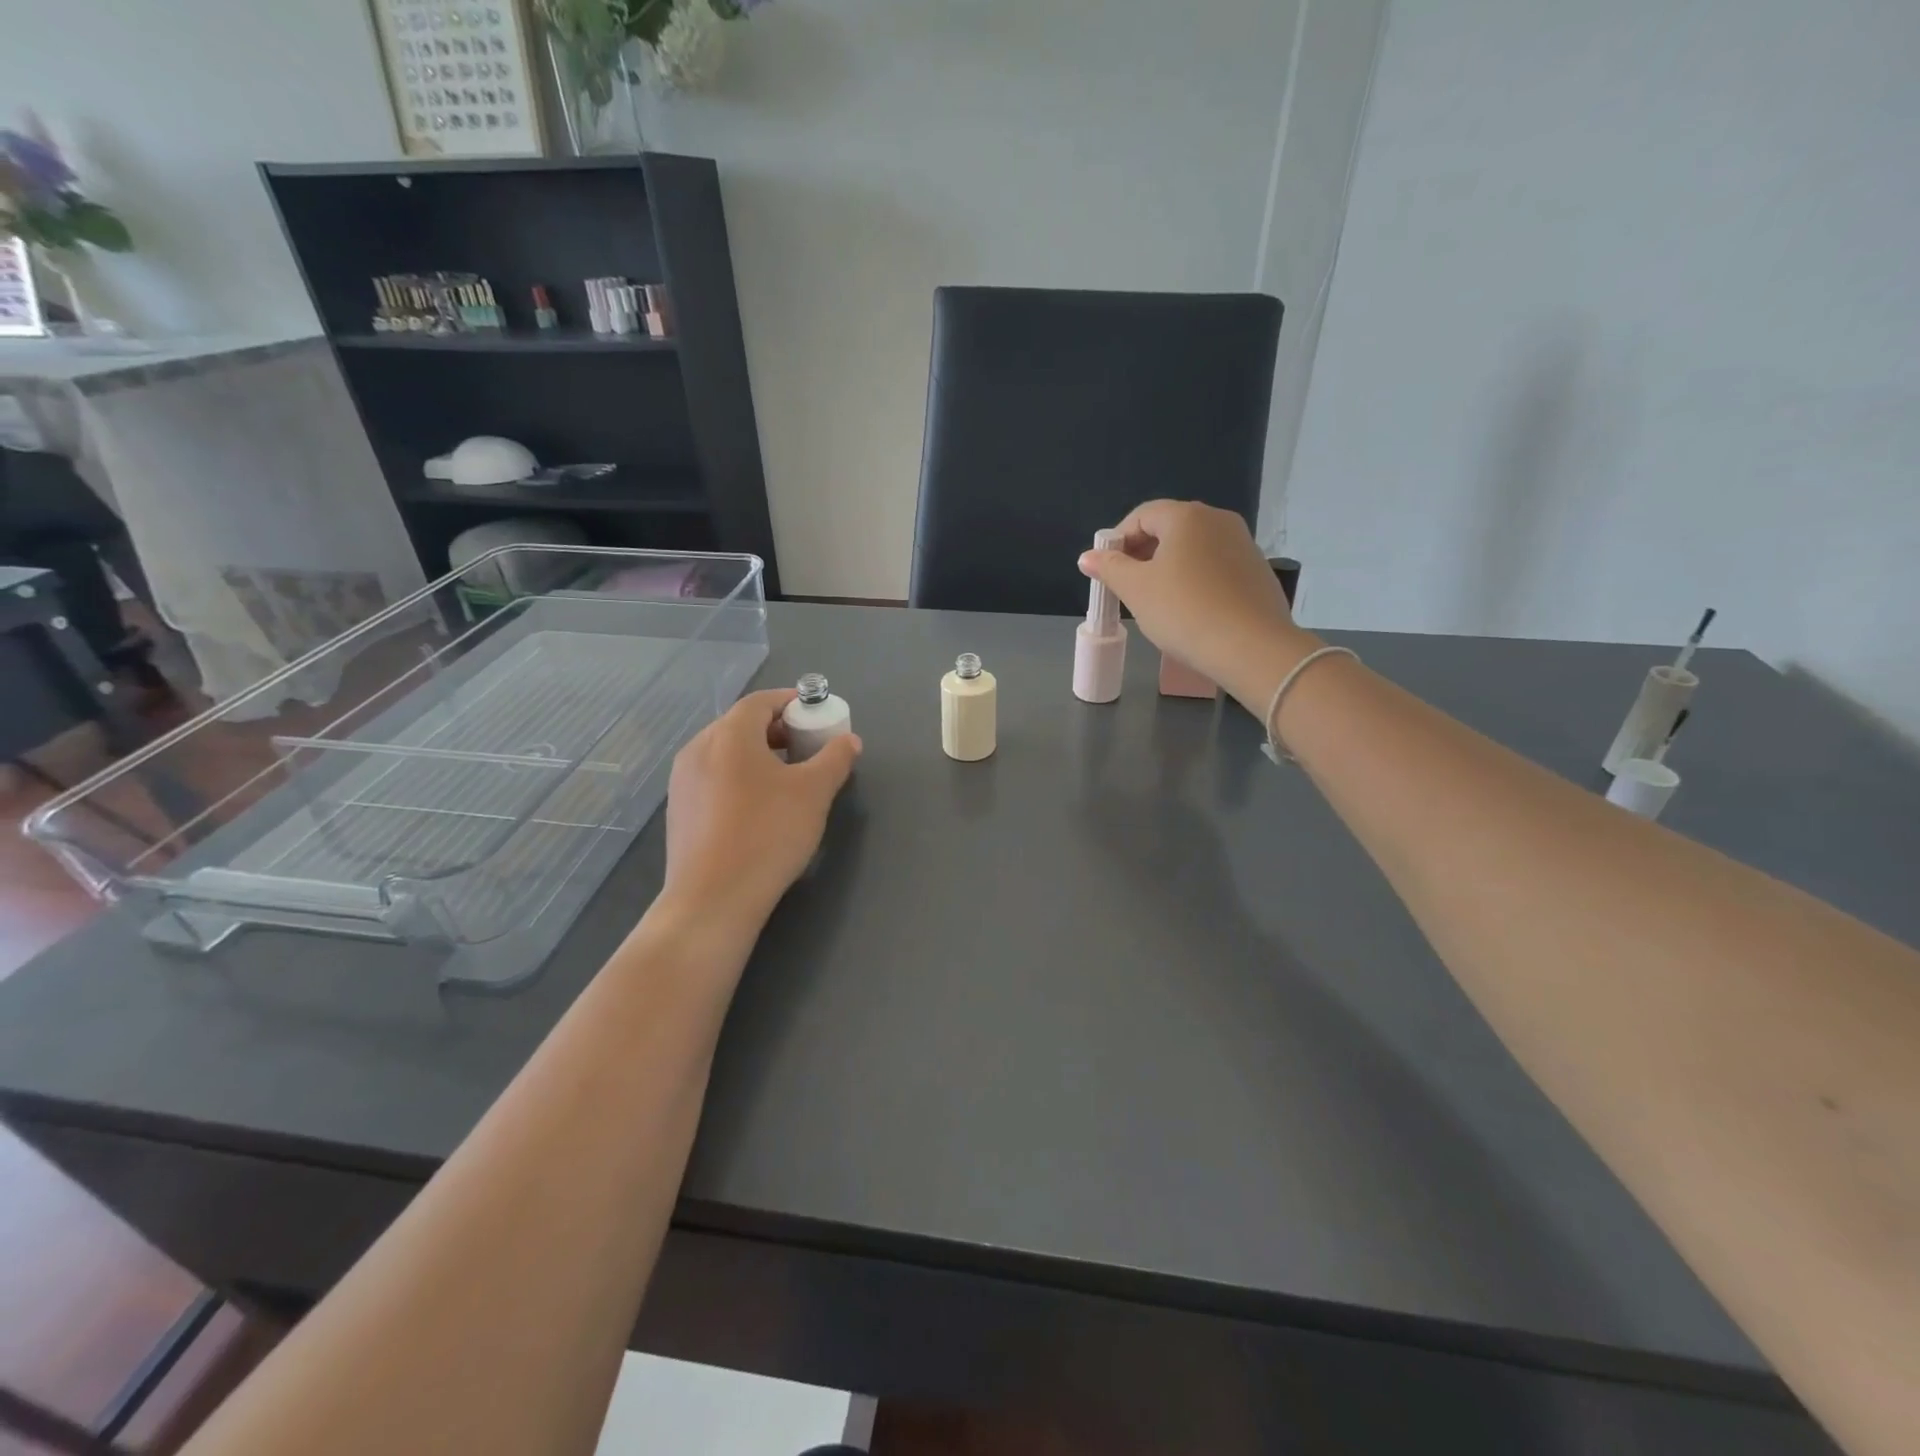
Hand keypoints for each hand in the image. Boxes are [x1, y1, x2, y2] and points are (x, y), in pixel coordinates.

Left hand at [660, 688, 861, 928]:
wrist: (713, 899)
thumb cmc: (768, 834)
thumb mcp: (814, 793)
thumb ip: (835, 759)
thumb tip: (849, 740)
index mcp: (729, 736)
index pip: (760, 701)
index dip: (789, 701)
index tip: (815, 713)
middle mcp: (698, 749)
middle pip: (739, 725)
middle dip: (776, 729)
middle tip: (806, 746)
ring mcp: (682, 781)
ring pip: (724, 753)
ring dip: (757, 754)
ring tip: (786, 777)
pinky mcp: (679, 811)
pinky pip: (713, 778)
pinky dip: (738, 777)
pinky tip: (758, 807)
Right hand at [1079, 500, 1311, 708]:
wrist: (1252, 648)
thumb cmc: (1184, 612)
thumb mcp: (1136, 590)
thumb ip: (1109, 568)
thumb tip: (1087, 556)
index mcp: (1186, 516)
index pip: (1142, 515)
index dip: (1118, 540)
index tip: (1107, 570)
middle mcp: (1218, 520)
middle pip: (1170, 528)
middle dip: (1143, 553)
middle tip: (1128, 586)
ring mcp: (1243, 544)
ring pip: (1195, 548)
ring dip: (1170, 567)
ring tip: (1158, 601)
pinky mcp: (1257, 571)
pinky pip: (1216, 566)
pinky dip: (1196, 579)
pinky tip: (1191, 610)